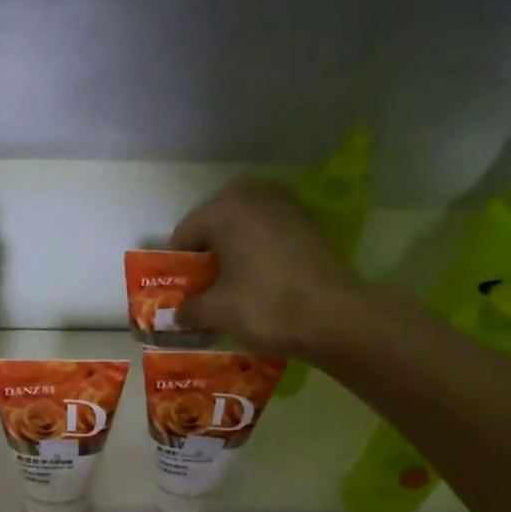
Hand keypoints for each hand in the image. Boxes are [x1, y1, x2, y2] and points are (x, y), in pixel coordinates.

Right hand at [171, 179, 365, 358]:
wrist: (333, 316)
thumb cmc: (264, 306)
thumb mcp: (216, 312)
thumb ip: (189, 308)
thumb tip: (177, 314)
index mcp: (225, 207)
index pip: (184, 235)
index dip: (178, 267)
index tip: (180, 293)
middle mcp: (255, 195)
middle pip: (215, 227)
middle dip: (207, 257)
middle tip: (205, 290)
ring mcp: (287, 205)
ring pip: (244, 229)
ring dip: (234, 254)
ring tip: (232, 288)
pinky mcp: (309, 223)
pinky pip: (270, 235)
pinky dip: (259, 254)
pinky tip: (261, 282)